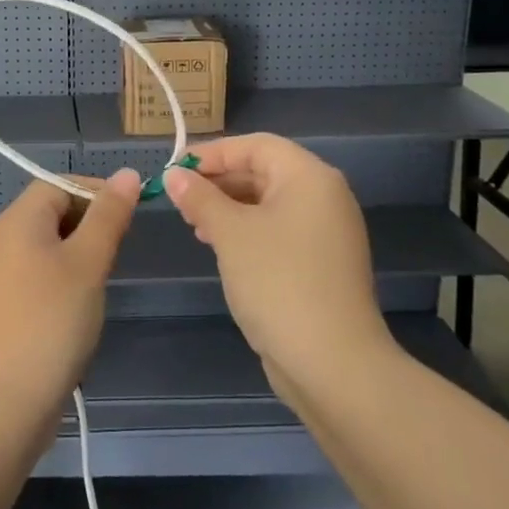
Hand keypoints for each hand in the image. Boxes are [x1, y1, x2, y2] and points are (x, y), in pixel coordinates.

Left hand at [0, 170, 141, 423]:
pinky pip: (39, 275)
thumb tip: (128, 174)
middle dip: (91, 224)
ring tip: (102, 282)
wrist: (3, 401)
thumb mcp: (88, 263)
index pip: (60, 183)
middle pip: (52, 211)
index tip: (129, 216)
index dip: (96, 191)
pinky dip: (64, 280)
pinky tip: (81, 308)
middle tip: (118, 253)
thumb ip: (109, 216)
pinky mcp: (4, 306)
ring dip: (80, 255)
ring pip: (49, 245)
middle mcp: (3, 239)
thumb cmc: (51, 321)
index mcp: (18, 220)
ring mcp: (0, 274)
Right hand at [163, 134, 391, 390]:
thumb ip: (200, 198)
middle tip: (180, 199)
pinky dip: (248, 231)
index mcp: (309, 177)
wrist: (333, 362)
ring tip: (194, 225)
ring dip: (229, 208)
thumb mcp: (230, 234)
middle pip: (264, 171)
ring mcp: (327, 232)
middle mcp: (324, 197)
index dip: (213, 153)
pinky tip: (221, 248)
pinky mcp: (322, 263)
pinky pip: (279, 231)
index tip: (175, 169)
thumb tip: (174, 175)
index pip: (256, 145)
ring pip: (269, 204)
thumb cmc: (278, 282)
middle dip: (219, 181)